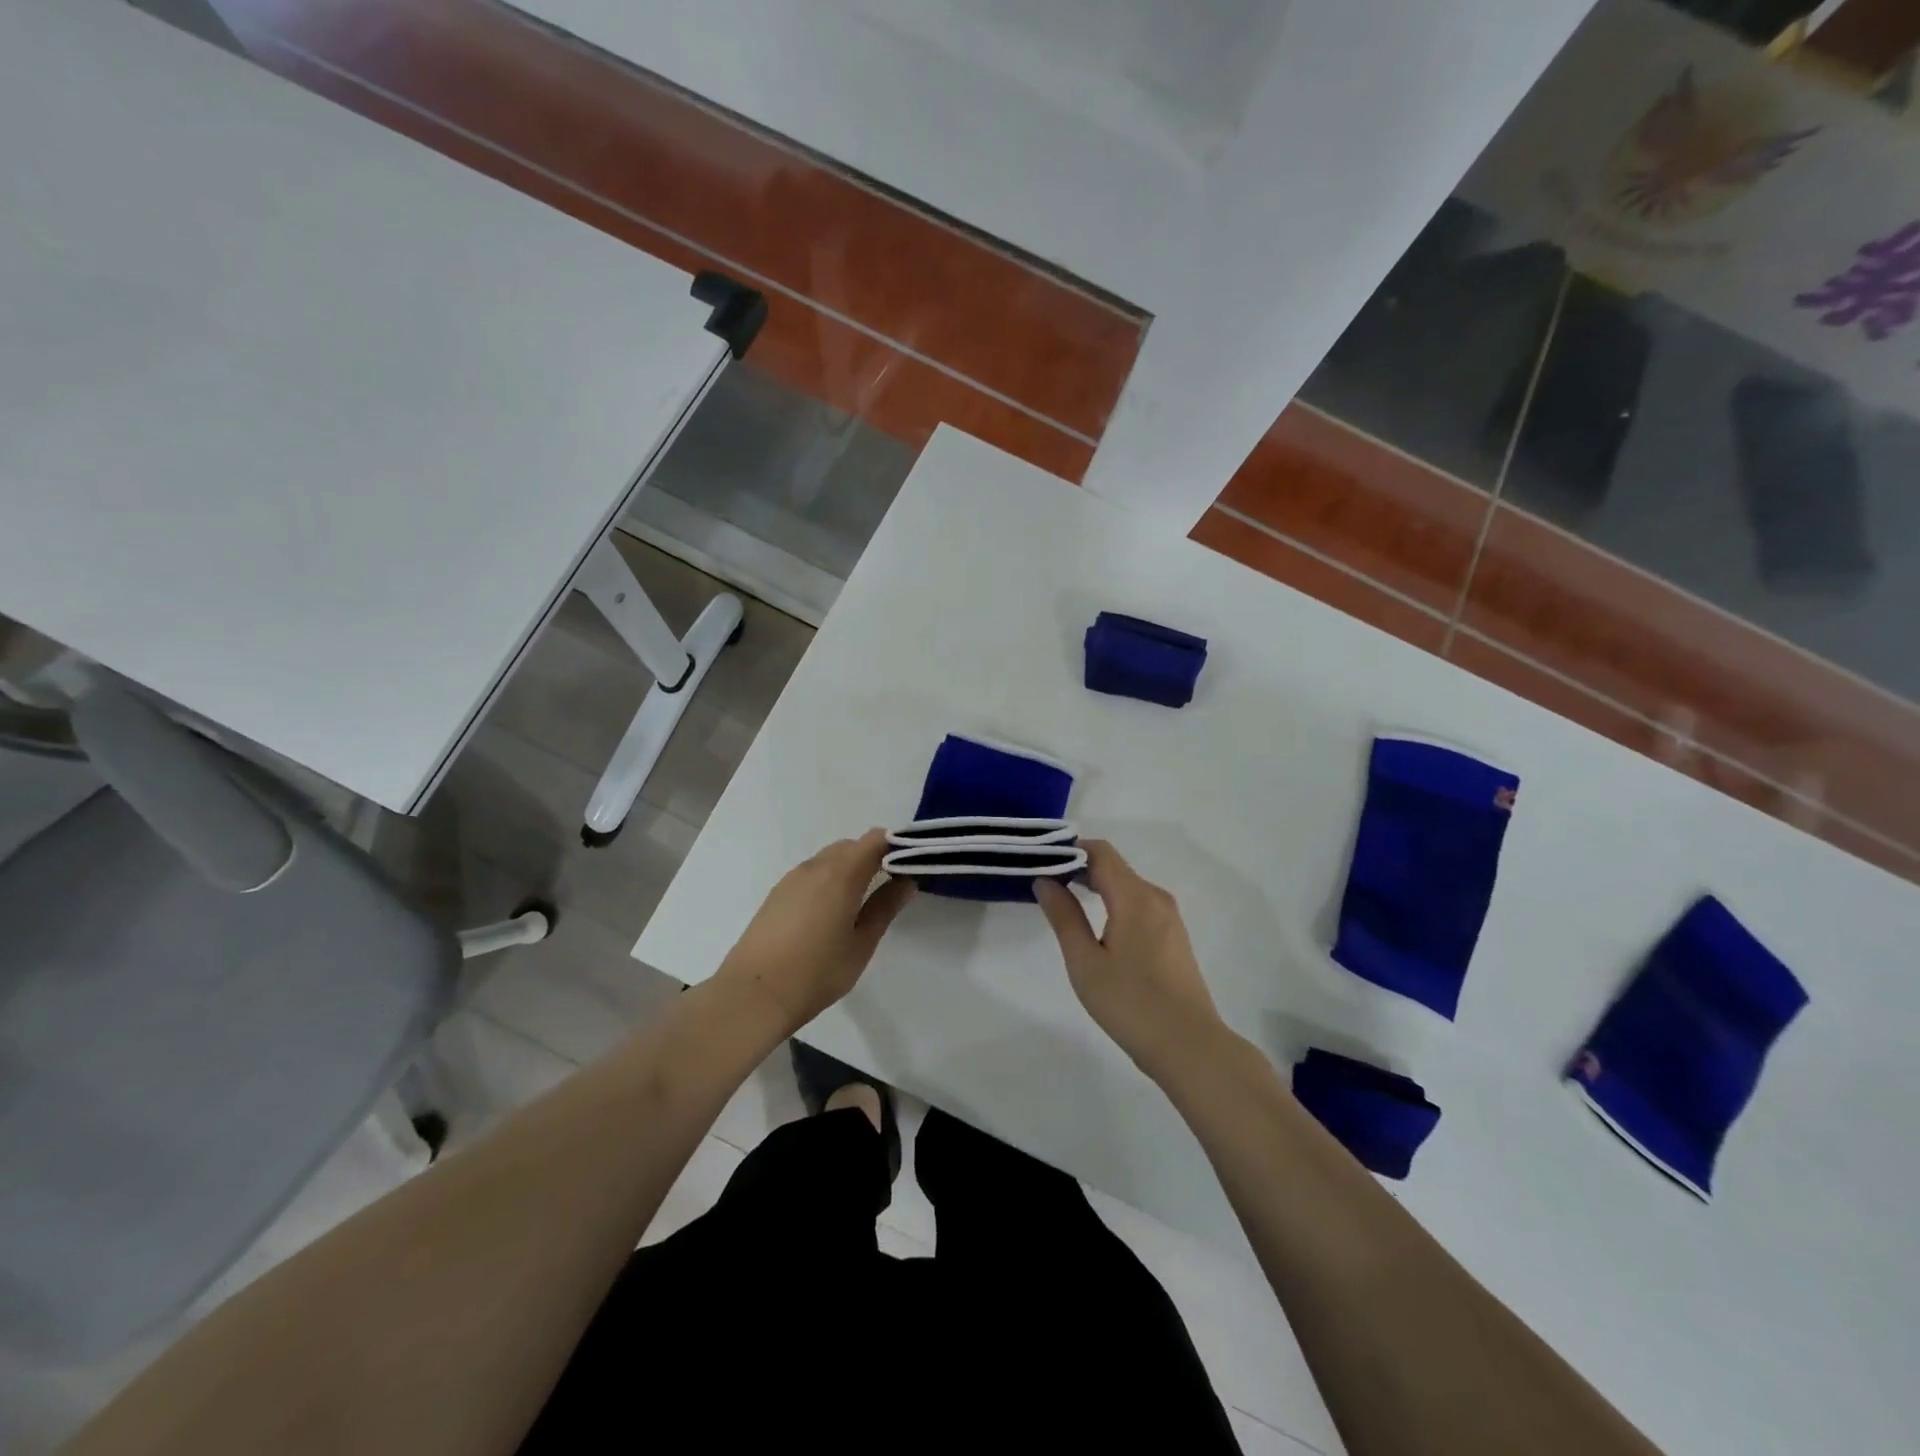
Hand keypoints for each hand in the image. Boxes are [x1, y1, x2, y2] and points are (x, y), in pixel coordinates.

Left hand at [716, 830, 914, 1033]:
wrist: (754, 994)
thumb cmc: (816, 972)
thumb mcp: (861, 943)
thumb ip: (885, 907)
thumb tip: (906, 880)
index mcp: (842, 873)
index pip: (875, 839)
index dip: (895, 846)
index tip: (910, 865)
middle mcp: (816, 866)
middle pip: (851, 846)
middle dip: (873, 857)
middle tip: (888, 887)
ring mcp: (792, 878)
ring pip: (829, 858)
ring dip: (848, 868)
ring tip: (859, 902)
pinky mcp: (777, 893)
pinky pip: (811, 873)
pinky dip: (827, 880)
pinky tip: (829, 912)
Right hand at [1035, 841, 1224, 1079]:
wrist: (1189, 1047)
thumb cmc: (1130, 1003)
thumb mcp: (1085, 961)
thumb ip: (1064, 916)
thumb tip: (1045, 881)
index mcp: (1135, 897)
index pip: (1100, 852)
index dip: (1069, 851)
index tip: (1040, 862)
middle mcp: (1156, 898)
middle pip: (1114, 867)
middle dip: (1079, 868)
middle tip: (1045, 883)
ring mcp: (1169, 918)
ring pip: (1127, 886)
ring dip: (1096, 887)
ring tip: (1064, 904)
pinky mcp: (1174, 937)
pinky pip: (1139, 905)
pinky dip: (1114, 904)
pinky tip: (1096, 928)